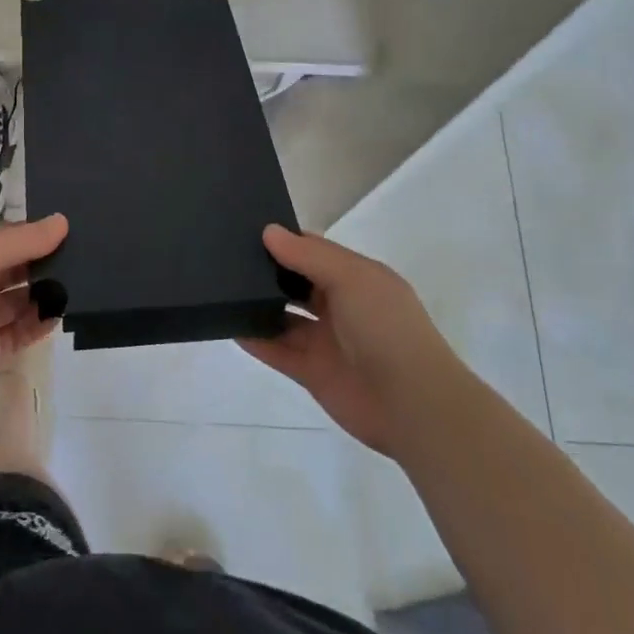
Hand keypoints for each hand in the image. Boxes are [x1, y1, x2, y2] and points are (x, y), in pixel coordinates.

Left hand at [0, 214, 68, 415]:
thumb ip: (24, 239)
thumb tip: (62, 221)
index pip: (6, 237)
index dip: (35, 234)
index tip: (71, 232)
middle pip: (14, 268)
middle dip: (44, 263)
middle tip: (84, 259)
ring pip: (19, 300)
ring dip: (45, 294)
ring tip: (80, 286)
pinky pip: (20, 331)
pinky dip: (39, 324)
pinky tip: (60, 314)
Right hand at [240, 225, 460, 454]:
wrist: (412, 404)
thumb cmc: (386, 328)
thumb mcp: (352, 278)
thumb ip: (308, 255)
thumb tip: (269, 231)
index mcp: (358, 278)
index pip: (315, 252)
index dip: (285, 240)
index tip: (247, 230)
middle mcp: (341, 306)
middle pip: (297, 283)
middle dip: (268, 271)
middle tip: (225, 256)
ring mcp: (326, 340)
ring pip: (285, 317)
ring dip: (259, 306)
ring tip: (222, 289)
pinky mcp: (313, 372)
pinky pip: (278, 351)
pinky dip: (256, 340)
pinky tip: (230, 326)